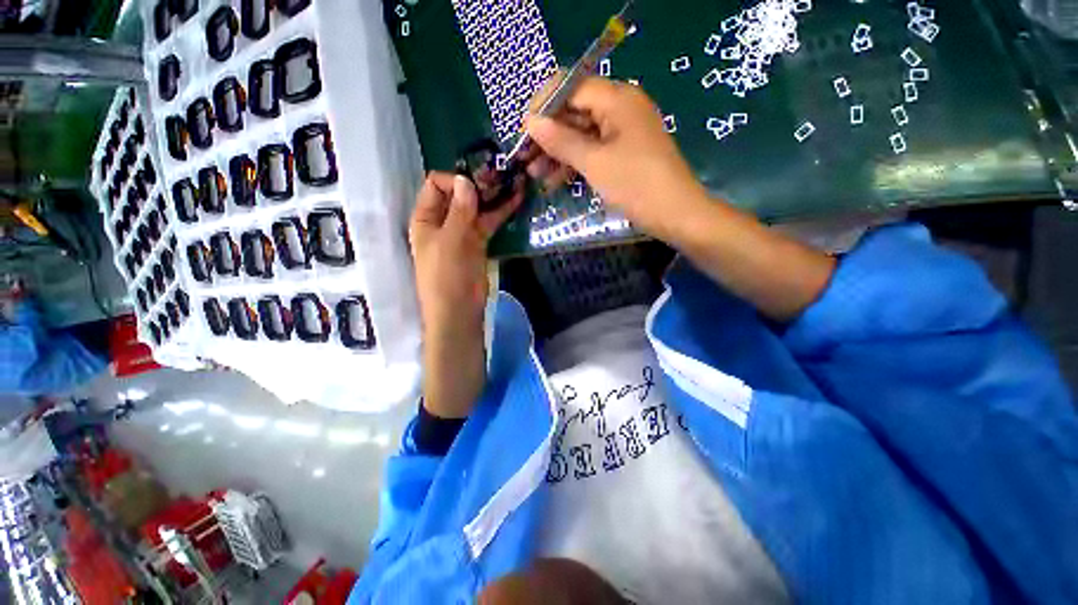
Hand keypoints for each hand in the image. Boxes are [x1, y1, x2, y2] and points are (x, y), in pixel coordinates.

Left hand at [409, 172, 522, 418]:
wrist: (459, 312)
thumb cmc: (446, 279)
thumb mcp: (451, 243)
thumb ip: (460, 212)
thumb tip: (467, 181)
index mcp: (425, 219)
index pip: (436, 185)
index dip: (455, 181)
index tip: (476, 186)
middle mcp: (442, 222)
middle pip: (459, 194)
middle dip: (479, 183)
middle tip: (502, 175)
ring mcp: (463, 233)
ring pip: (477, 207)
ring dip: (494, 195)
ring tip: (515, 182)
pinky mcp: (479, 244)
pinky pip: (489, 223)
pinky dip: (501, 212)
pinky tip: (517, 200)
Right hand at [524, 76, 710, 241]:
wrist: (675, 214)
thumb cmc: (636, 184)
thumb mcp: (595, 162)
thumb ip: (561, 140)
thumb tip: (530, 122)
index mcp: (618, 99)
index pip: (571, 86)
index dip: (544, 105)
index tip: (525, 131)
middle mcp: (620, 108)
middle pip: (575, 111)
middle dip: (548, 135)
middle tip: (525, 157)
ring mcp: (622, 132)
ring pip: (581, 134)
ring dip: (557, 152)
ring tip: (534, 173)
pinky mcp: (623, 153)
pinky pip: (592, 151)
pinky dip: (574, 164)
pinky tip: (554, 181)